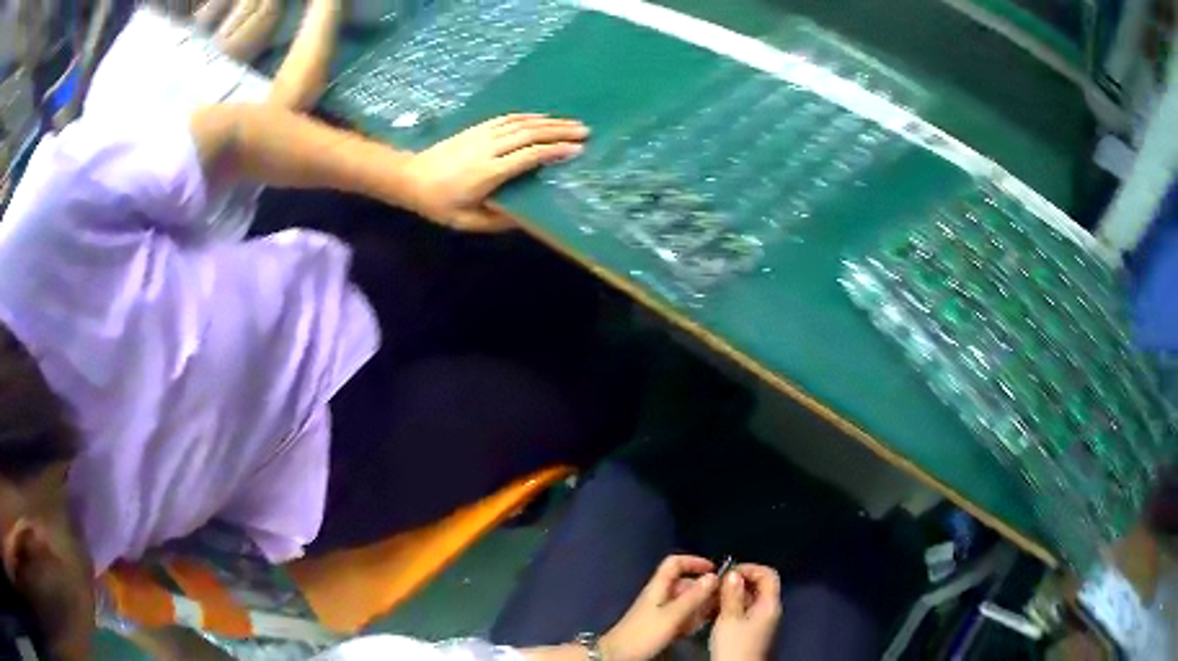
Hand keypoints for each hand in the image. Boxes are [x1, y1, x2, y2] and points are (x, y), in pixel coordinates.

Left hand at [404, 114, 587, 230]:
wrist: (410, 178)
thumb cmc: (438, 204)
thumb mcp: (465, 221)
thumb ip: (497, 221)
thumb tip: (527, 218)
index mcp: (488, 172)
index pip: (527, 156)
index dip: (553, 151)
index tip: (576, 150)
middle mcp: (488, 148)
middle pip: (530, 134)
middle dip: (560, 131)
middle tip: (585, 131)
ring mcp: (482, 135)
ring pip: (521, 123)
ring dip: (549, 121)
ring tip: (572, 123)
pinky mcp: (476, 129)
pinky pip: (507, 119)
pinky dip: (528, 117)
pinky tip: (542, 118)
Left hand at [600, 556, 719, 660]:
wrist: (620, 655)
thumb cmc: (644, 633)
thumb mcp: (672, 615)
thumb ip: (693, 596)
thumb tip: (713, 577)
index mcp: (658, 587)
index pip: (675, 563)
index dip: (694, 562)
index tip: (714, 570)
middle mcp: (659, 595)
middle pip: (684, 583)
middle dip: (703, 588)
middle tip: (722, 597)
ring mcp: (659, 610)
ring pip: (684, 600)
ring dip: (699, 605)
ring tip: (714, 612)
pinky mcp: (659, 624)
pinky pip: (680, 615)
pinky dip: (691, 618)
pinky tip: (699, 626)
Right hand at [710, 565, 781, 660]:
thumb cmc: (736, 646)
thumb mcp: (729, 618)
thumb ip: (732, 594)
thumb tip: (733, 574)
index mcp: (769, 604)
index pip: (767, 574)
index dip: (749, 568)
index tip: (728, 572)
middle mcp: (770, 610)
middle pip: (759, 586)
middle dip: (737, 582)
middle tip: (716, 586)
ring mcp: (763, 622)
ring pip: (750, 600)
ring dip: (732, 596)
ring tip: (711, 599)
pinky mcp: (754, 632)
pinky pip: (745, 612)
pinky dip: (732, 608)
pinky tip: (715, 613)